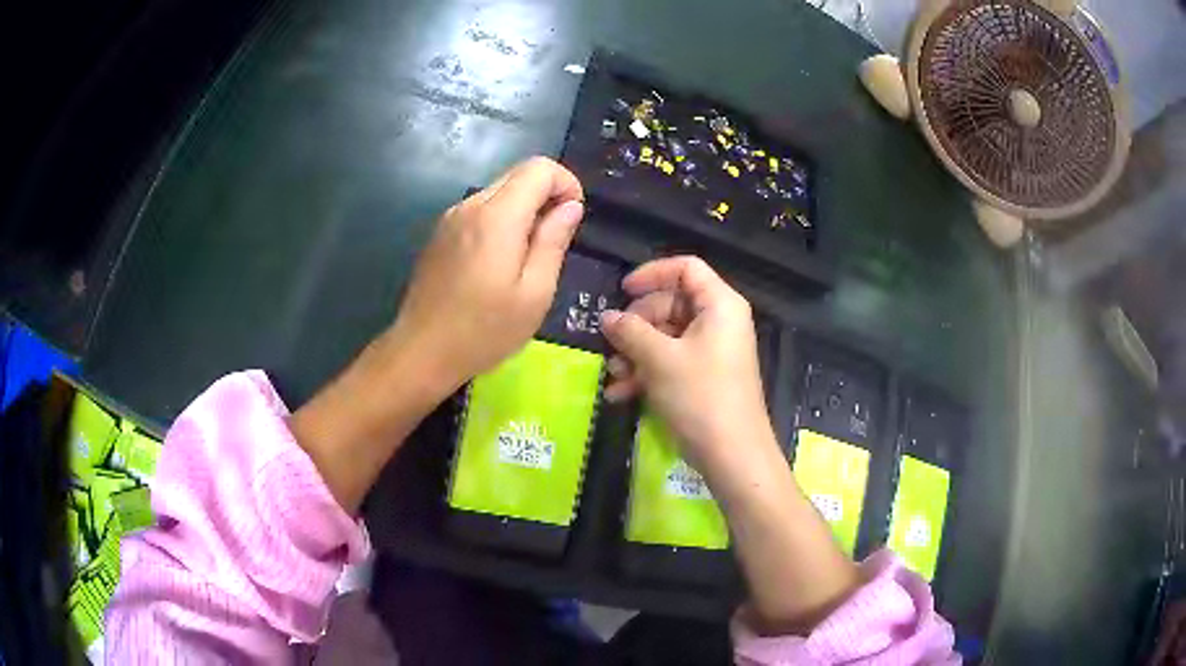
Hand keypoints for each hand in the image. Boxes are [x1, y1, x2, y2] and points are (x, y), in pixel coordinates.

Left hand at [291, 157, 582, 511]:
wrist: (421, 352)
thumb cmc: (484, 330)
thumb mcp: (534, 293)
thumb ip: (553, 241)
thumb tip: (570, 206)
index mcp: (497, 216)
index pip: (539, 167)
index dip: (565, 183)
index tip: (572, 219)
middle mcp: (470, 205)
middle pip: (518, 175)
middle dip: (546, 196)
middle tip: (553, 242)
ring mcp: (450, 218)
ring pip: (498, 193)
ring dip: (523, 211)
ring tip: (526, 259)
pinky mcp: (440, 234)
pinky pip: (479, 211)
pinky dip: (500, 222)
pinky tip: (498, 265)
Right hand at [600, 256, 859, 632]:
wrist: (733, 455)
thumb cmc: (700, 397)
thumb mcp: (659, 360)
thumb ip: (630, 331)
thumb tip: (607, 317)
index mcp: (719, 305)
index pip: (686, 268)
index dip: (651, 274)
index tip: (621, 292)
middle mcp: (719, 322)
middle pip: (672, 303)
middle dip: (637, 323)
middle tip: (611, 341)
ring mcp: (713, 352)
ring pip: (667, 336)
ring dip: (636, 352)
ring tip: (613, 373)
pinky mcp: (705, 378)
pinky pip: (672, 362)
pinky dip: (647, 372)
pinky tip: (621, 393)